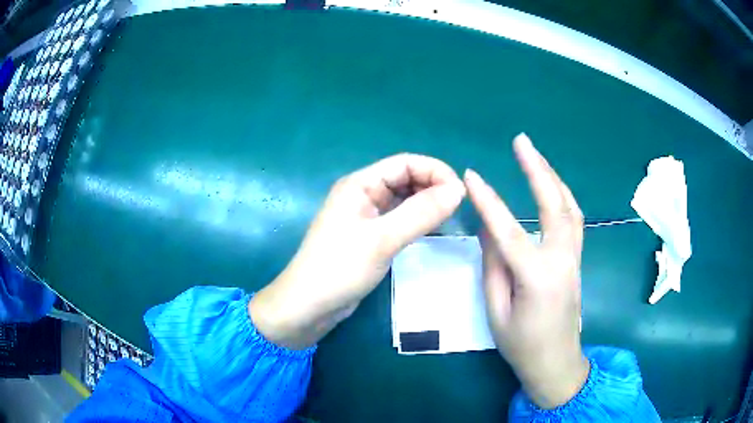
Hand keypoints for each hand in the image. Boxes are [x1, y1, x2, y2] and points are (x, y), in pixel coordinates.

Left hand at [250, 154, 465, 349]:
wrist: (309, 306)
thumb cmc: (339, 269)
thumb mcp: (382, 240)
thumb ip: (421, 213)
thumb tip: (458, 189)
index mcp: (360, 184)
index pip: (405, 163)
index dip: (435, 171)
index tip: (460, 193)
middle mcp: (362, 194)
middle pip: (405, 178)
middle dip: (432, 186)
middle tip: (457, 207)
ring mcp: (365, 216)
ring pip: (403, 199)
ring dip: (426, 202)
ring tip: (449, 217)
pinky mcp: (369, 236)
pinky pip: (398, 218)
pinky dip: (416, 219)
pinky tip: (430, 229)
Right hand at [464, 134, 588, 408]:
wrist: (557, 362)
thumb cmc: (522, 345)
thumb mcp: (497, 311)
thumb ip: (493, 267)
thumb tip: (488, 229)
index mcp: (537, 277)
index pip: (508, 230)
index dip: (488, 201)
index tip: (470, 176)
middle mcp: (561, 259)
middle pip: (554, 204)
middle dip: (537, 169)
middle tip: (522, 141)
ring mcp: (574, 257)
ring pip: (570, 207)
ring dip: (553, 178)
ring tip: (536, 157)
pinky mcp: (576, 259)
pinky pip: (573, 219)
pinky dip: (562, 196)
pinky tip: (552, 187)